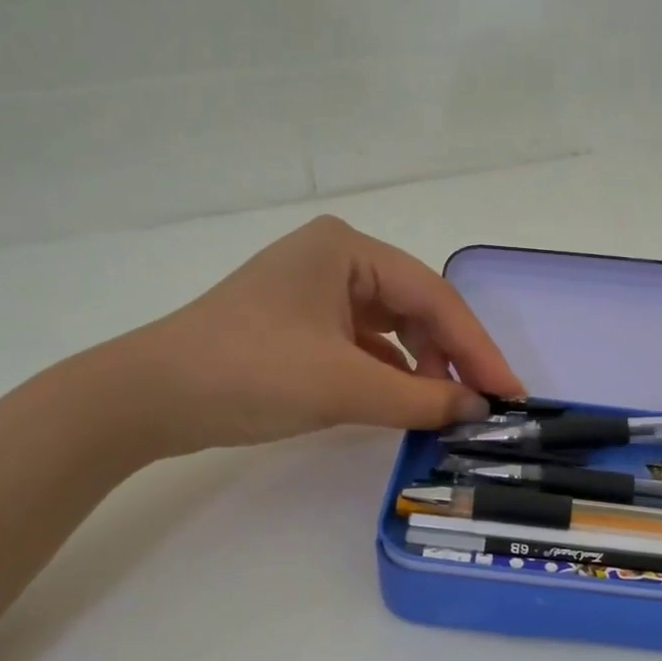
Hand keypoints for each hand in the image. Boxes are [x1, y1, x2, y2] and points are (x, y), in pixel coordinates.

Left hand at [98, 216, 522, 456]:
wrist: (151, 397)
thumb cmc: (251, 372)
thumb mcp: (344, 385)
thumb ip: (421, 399)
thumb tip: (478, 411)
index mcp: (347, 248)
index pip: (433, 298)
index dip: (477, 349)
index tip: (510, 393)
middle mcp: (335, 258)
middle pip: (416, 309)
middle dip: (450, 358)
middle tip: (479, 406)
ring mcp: (316, 292)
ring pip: (392, 329)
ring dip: (421, 369)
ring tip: (443, 410)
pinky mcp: (301, 325)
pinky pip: (364, 346)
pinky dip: (389, 374)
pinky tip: (404, 403)